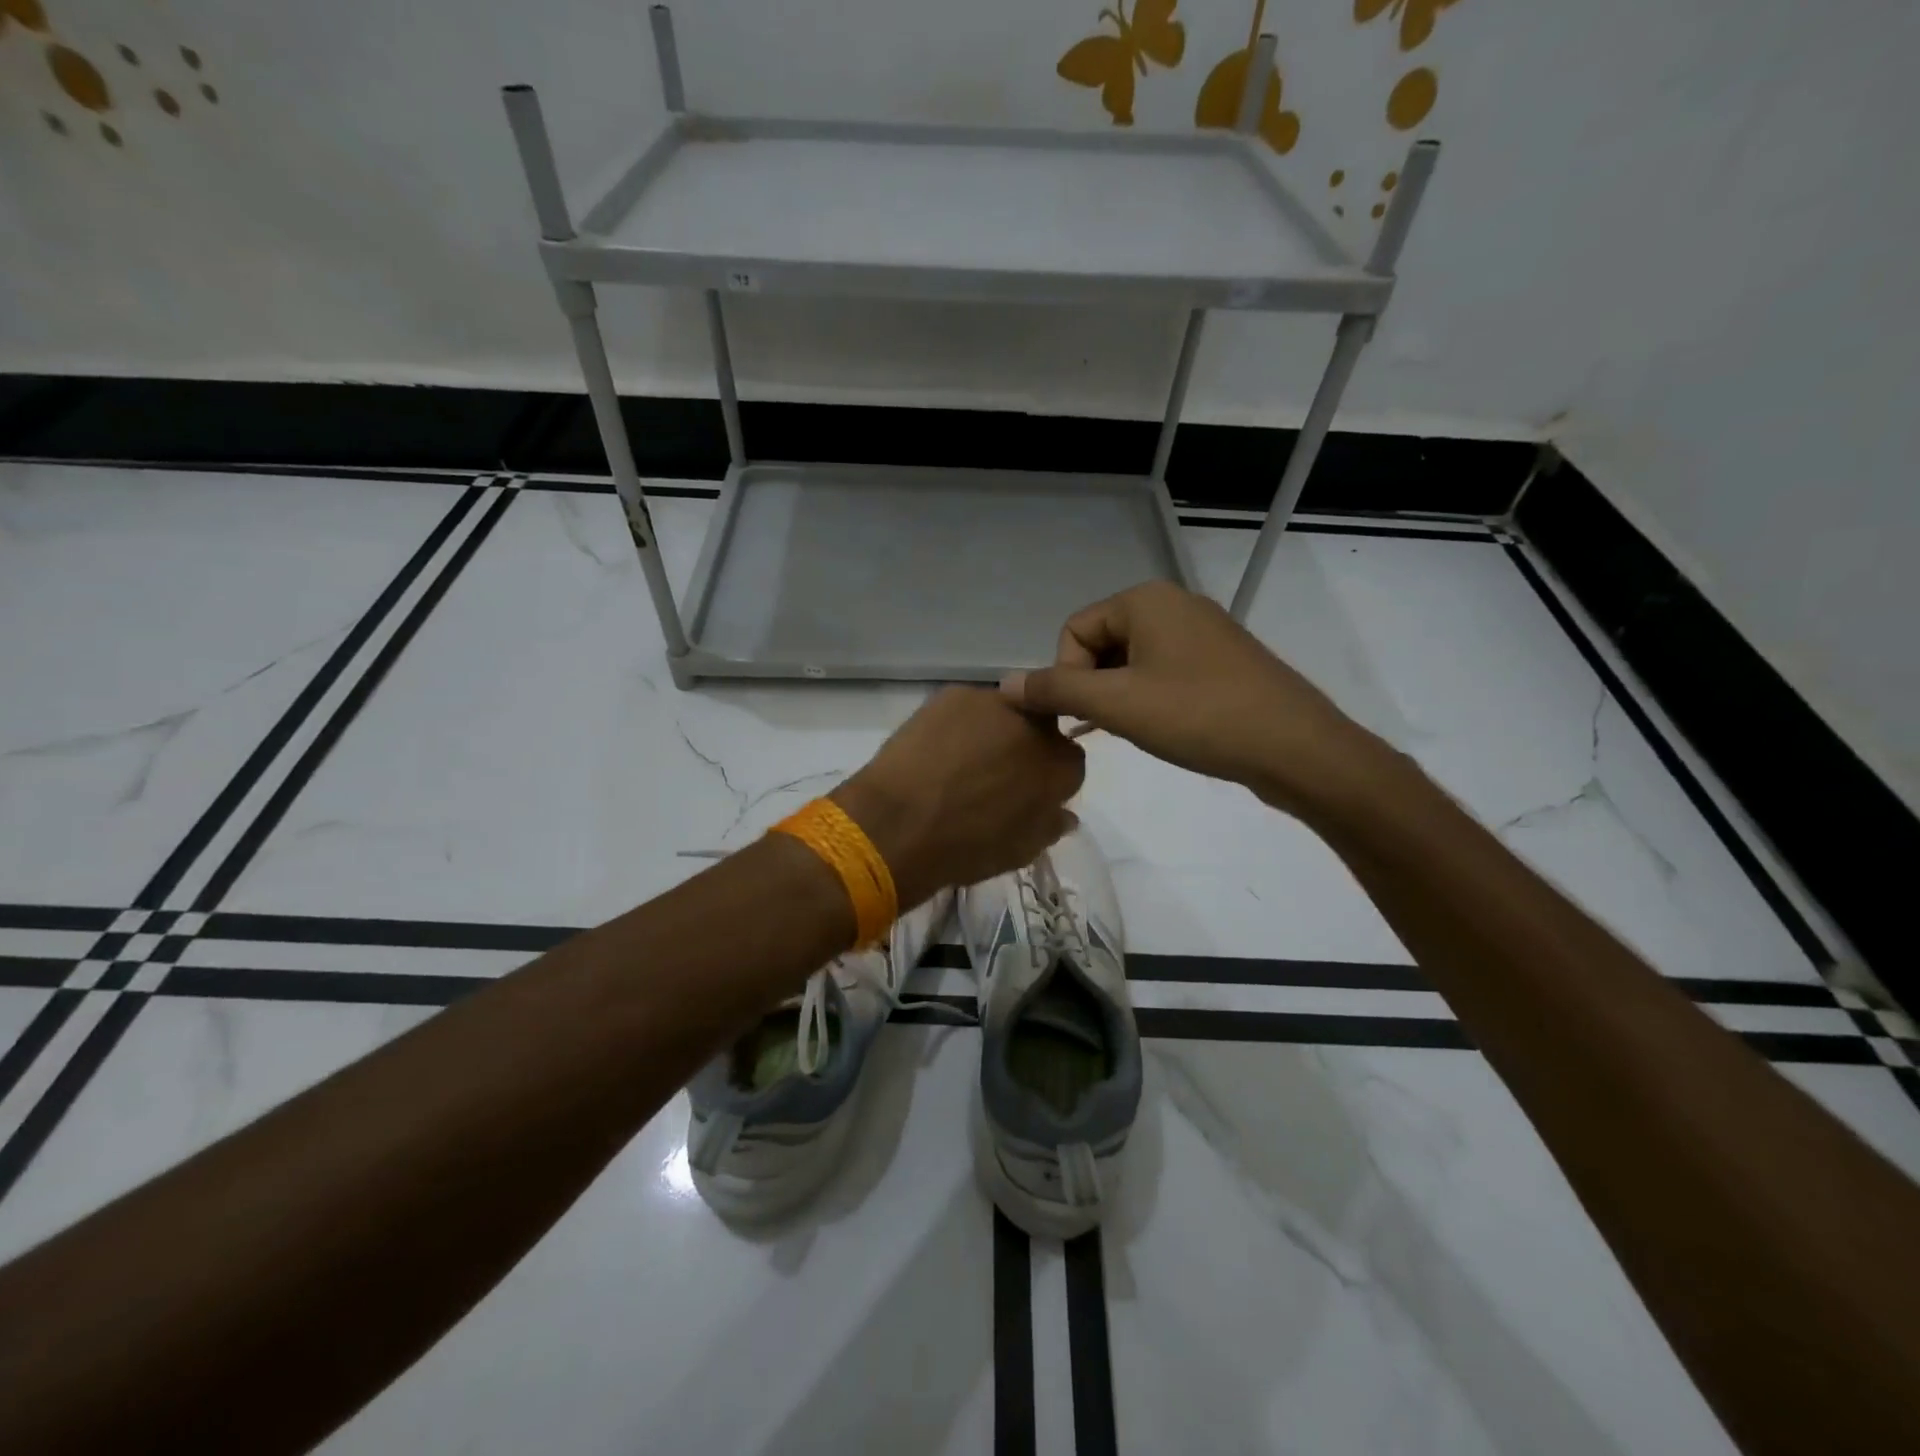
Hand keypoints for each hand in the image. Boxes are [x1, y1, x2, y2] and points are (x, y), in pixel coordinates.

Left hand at [831, 686, 1084, 910]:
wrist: (901, 824)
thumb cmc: (967, 847)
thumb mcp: (1020, 851)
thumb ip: (1049, 825)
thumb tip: (1063, 813)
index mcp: (1061, 765)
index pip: (1069, 762)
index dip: (1046, 778)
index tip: (1025, 793)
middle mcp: (1037, 725)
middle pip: (1040, 728)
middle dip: (1024, 746)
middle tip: (994, 774)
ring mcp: (994, 703)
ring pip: (1003, 713)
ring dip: (992, 732)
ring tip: (960, 762)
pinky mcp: (954, 693)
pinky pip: (966, 709)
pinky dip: (958, 726)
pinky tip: (937, 750)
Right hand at [1001, 580, 1383, 815]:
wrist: (1294, 747)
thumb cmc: (1198, 716)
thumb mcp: (1116, 704)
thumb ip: (1055, 690)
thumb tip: (1003, 684)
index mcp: (1145, 599)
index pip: (1074, 630)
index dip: (1066, 674)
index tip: (1088, 715)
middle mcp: (1174, 604)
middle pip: (1102, 642)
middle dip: (1094, 686)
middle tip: (1111, 726)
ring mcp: (1203, 632)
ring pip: (1133, 660)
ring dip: (1120, 696)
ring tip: (1135, 731)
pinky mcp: (1222, 660)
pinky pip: (1164, 671)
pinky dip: (1150, 698)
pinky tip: (1161, 729)